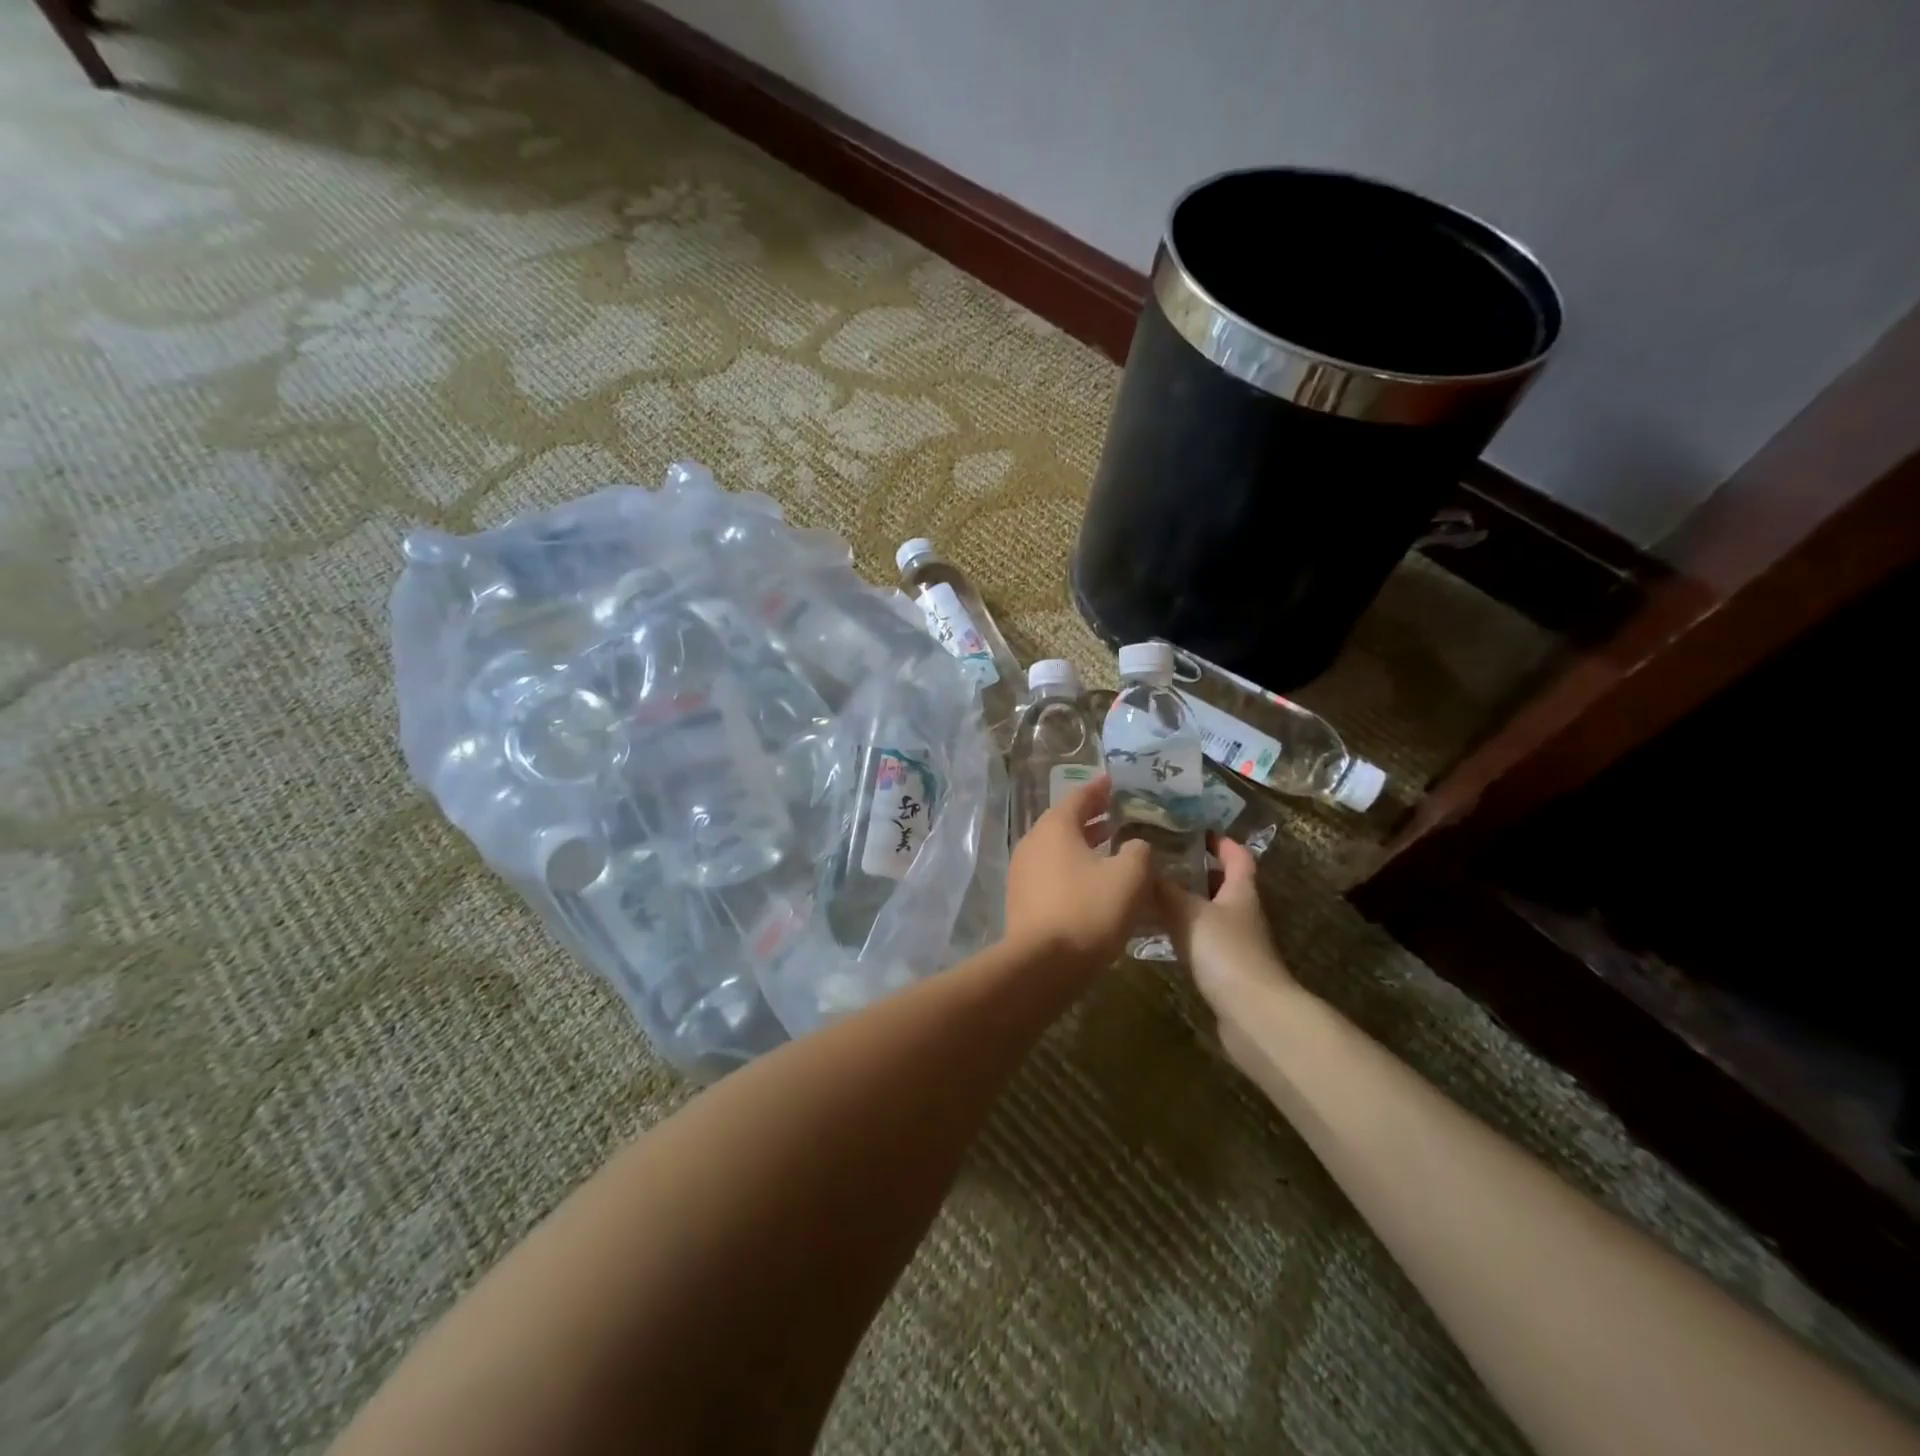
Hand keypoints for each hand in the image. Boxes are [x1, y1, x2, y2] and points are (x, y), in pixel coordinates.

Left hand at [1005, 775, 1152, 966]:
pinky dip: (1072, 867)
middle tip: (1116, 814)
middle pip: (1064, 822)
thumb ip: (1138, 852)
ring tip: (1109, 846)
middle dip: (1091, 817)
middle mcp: (1033, 842)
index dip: (1099, 789)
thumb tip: (1136, 845)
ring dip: (1082, 844)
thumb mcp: (1129, 877)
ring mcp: (1022, 871)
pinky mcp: (1021, 898)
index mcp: (1055, 827)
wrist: (1042, 964)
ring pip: (1057, 848)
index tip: (1114, 782)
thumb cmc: (1088, 911)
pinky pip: (1051, 872)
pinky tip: (1092, 881)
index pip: (1079, 797)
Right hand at [1158, 837, 1292, 1015]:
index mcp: (1241, 891)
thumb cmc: (1226, 952)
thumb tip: (1141, 865)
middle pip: (1222, 883)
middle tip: (1159, 859)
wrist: (1253, 1015)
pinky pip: (1200, 939)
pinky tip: (1156, 932)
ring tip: (1148, 891)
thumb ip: (1164, 889)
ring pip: (1208, 912)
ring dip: (1184, 901)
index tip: (1193, 828)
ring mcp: (1235, 943)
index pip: (1237, 856)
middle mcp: (1242, 913)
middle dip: (1195, 870)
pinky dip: (1181, 930)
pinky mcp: (1224, 969)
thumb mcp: (1189, 912)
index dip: (1220, 841)